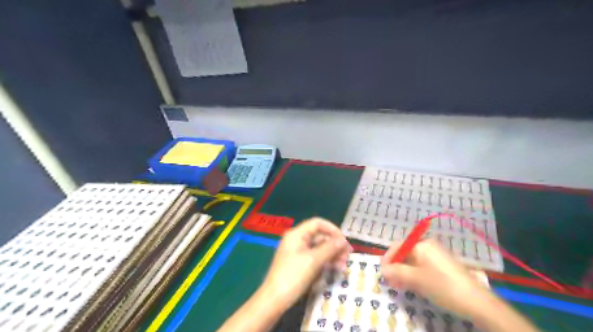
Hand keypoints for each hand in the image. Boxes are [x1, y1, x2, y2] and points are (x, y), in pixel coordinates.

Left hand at [260, 220, 350, 308]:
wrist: (274, 299)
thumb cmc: (293, 276)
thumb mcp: (314, 260)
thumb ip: (330, 248)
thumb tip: (344, 240)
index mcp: (297, 234)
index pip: (317, 223)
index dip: (332, 229)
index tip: (344, 241)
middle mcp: (297, 240)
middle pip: (319, 236)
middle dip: (334, 245)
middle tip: (347, 256)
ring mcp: (297, 252)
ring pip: (319, 248)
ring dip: (332, 255)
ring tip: (343, 266)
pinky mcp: (299, 263)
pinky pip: (315, 257)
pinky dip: (325, 261)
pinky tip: (335, 269)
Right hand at [382, 238, 493, 315]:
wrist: (477, 302)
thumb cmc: (442, 286)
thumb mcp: (416, 279)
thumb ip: (396, 272)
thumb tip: (383, 270)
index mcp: (422, 245)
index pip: (397, 246)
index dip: (387, 258)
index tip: (381, 272)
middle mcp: (429, 246)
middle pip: (405, 253)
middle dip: (395, 266)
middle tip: (390, 281)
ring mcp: (437, 256)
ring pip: (414, 261)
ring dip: (404, 272)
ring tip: (399, 285)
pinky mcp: (444, 266)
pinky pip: (423, 266)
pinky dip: (414, 274)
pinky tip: (413, 285)